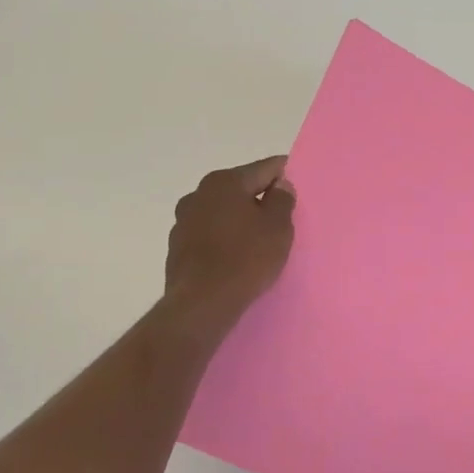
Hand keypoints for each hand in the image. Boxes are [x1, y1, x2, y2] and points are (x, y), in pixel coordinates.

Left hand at [164, 157, 296, 332]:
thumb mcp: (277, 228)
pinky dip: (223, 240)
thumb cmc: (246, 259)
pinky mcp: (177, 248)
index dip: (283, 173)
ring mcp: (183, 221)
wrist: (202, 303)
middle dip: (259, 199)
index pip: (263, 169)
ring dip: (238, 220)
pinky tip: (235, 258)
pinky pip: (209, 236)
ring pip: (221, 213)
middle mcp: (198, 194)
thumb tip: (280, 185)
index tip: (296, 182)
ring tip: (257, 241)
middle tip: (280, 217)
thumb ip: (281, 200)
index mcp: (224, 182)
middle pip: (238, 189)